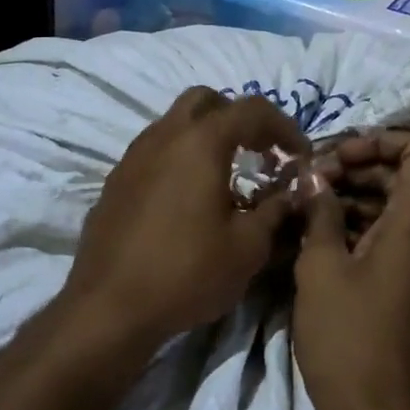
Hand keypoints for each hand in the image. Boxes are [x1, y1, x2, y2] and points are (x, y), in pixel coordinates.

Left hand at [68, 87, 309, 345]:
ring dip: (207, 136)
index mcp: (201, 142)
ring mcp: (133, 156)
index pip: (252, 109)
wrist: (109, 308)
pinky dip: (180, 158)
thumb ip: (275, 209)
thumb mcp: (248, 246)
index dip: (284, 126)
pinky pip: (155, 151)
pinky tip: (189, 198)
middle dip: (239, 118)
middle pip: (206, 100)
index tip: (300, 156)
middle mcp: (164, 135)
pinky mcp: (116, 181)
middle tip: (260, 152)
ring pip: (176, 123)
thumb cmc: (187, 272)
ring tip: (227, 176)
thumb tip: (292, 191)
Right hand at [293, 132, 409, 409]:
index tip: (336, 156)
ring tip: (314, 209)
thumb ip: (321, 211)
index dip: (378, 140)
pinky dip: (377, 230)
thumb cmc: (347, 337)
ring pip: (408, 209)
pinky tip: (333, 240)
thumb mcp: (320, 268)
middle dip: (360, 172)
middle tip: (313, 183)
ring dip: (364, 200)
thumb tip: (314, 177)